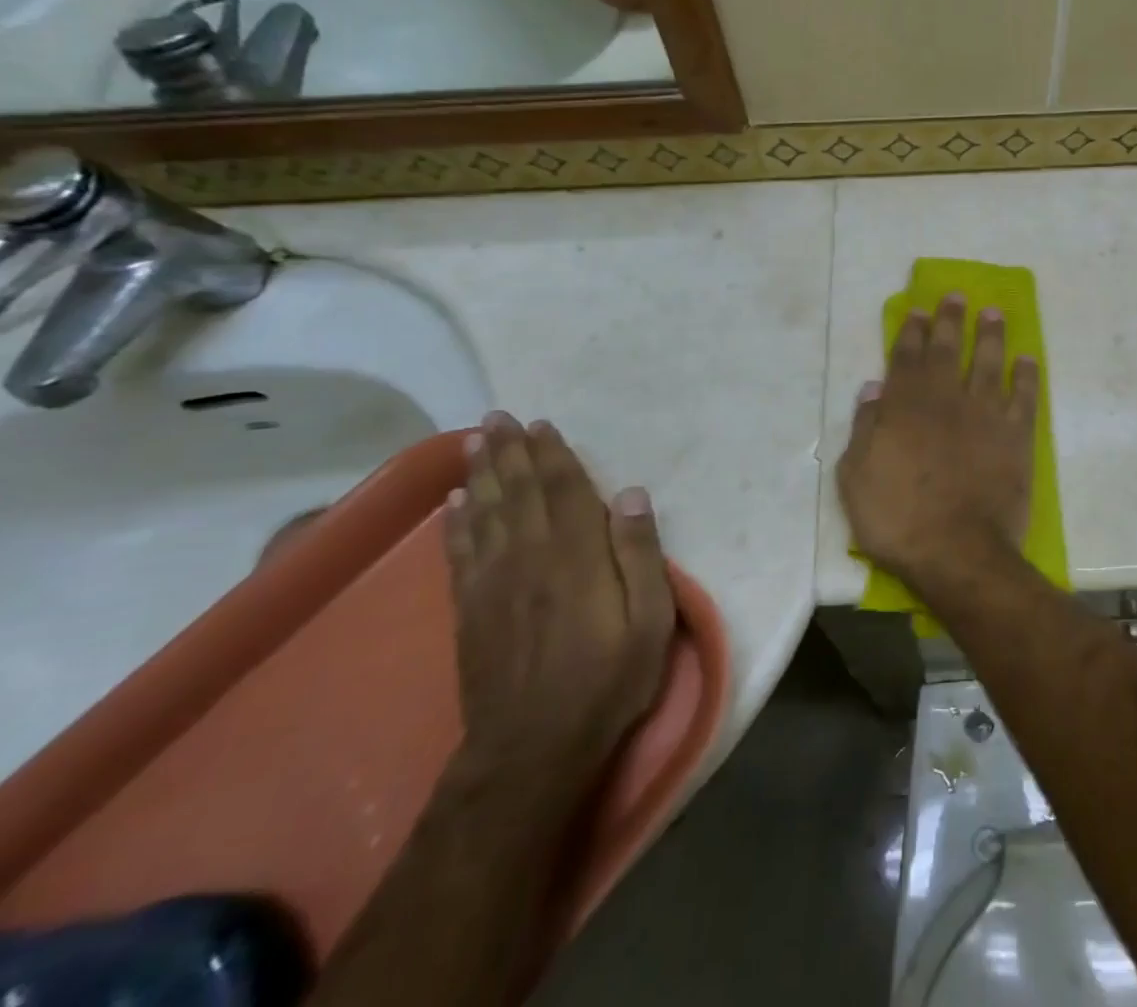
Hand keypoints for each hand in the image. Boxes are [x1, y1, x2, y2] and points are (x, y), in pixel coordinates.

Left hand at [444, 411, 676, 790]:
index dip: (553, 455)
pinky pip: (460, 553)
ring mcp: (494, 583)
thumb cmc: (608, 680)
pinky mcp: (470, 610)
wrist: (533, 749)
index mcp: (577, 556)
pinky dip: (457, 523)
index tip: (542, 425)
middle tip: (497, 417)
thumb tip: (631, 495)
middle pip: (519, 492)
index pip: (564, 490)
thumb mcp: (650, 620)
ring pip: (486, 514)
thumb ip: (640, 554)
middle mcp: (530, 557)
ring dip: (481, 475)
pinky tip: (454, 503)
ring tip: (474, 443)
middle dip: (509, 452)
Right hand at [836, 295, 1040, 592]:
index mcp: (905, 406)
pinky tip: (1027, 360)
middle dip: (950, 320)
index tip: (918, 310)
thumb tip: (875, 387)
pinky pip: (1024, 397)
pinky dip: (1026, 376)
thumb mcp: (855, 477)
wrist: (957, 551)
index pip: (906, 357)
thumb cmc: (897, 519)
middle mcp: (946, 399)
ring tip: (994, 313)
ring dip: (991, 336)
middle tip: (957, 296)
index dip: (912, 331)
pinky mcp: (1016, 436)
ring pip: (988, 363)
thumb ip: (865, 427)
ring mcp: (985, 415)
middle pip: (947, 350)